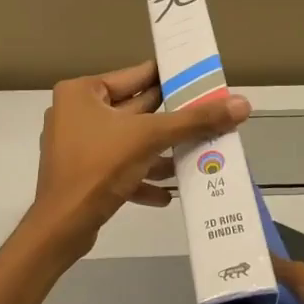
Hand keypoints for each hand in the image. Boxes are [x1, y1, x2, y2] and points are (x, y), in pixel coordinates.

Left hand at [29, 59, 250, 253]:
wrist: (62, 227)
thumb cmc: (99, 167)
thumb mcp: (149, 138)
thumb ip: (194, 121)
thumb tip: (241, 104)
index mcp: (82, 92)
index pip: (135, 76)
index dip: (170, 77)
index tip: (201, 79)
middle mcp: (75, 112)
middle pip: (134, 110)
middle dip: (170, 119)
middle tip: (209, 116)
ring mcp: (76, 144)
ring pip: (128, 141)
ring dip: (159, 152)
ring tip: (196, 156)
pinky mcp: (81, 174)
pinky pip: (118, 167)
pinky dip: (141, 177)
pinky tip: (167, 194)